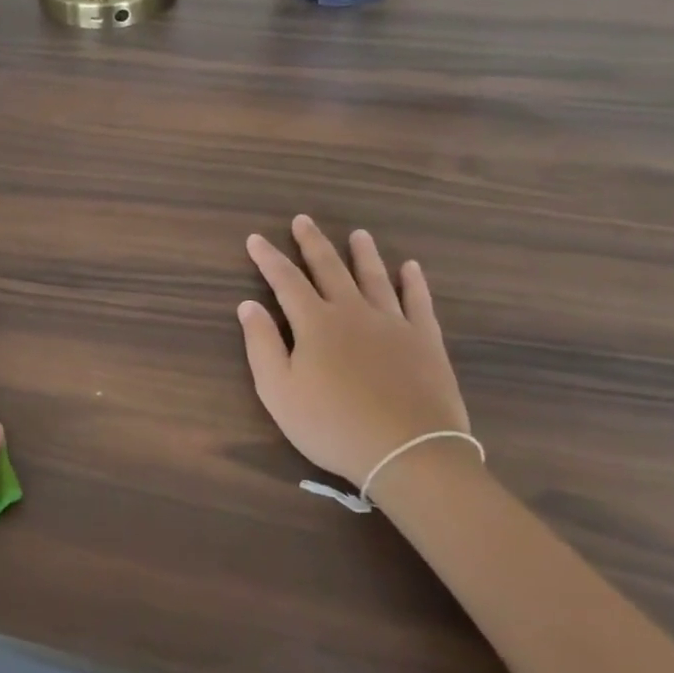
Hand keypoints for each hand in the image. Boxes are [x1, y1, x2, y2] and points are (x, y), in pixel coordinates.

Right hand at [239, 216, 472, 489]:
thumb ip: (262, 345)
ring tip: (357, 234)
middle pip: (329, 268)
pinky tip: (411, 267)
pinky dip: (413, 282)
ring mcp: (393, 323)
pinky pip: (418, 301)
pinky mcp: (425, 340)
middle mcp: (353, 311)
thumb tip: (248, 305)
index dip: (268, 259)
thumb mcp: (279, 392)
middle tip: (303, 220)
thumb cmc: (333, 425)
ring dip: (363, 254)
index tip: (255, 239)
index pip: (285, 281)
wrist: (409, 452)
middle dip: (313, 243)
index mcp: (315, 323)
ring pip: (374, 277)